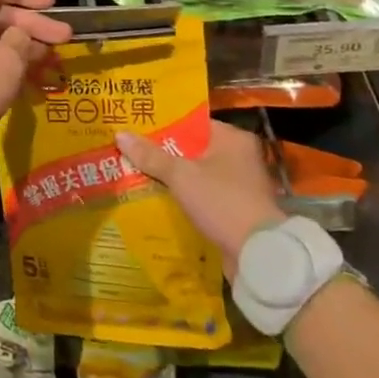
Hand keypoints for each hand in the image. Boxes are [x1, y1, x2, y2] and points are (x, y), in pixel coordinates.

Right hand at [116, 120, 286, 264]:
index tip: (138, 127)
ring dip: (173, 177)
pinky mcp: (238, 209)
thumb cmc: (221, 202)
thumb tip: (120, 134)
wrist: (258, 254)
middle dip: (165, 153)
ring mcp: (242, 185)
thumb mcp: (180, 175)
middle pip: (193, 149)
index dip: (164, 125)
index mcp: (233, 139)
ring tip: (138, 172)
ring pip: (197, 174)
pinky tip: (159, 198)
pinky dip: (186, 196)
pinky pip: (204, 195)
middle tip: (132, 150)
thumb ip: (151, 155)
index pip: (193, 123)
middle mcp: (241, 157)